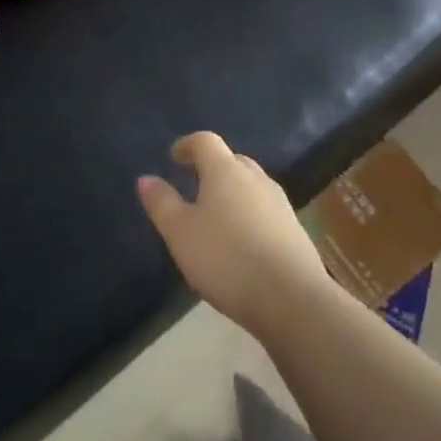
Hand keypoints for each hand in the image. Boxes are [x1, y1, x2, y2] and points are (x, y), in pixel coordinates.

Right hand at [137, 133, 332, 337]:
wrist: (292, 299)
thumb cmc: (227, 259)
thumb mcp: (181, 233)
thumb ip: (162, 203)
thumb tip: (145, 178)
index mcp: (225, 171)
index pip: (205, 141)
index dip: (187, 145)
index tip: (174, 157)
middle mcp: (255, 178)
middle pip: (232, 160)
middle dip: (212, 168)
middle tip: (195, 186)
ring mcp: (280, 204)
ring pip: (251, 185)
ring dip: (233, 192)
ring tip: (217, 216)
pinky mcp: (295, 230)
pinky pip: (266, 210)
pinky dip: (250, 215)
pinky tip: (243, 242)